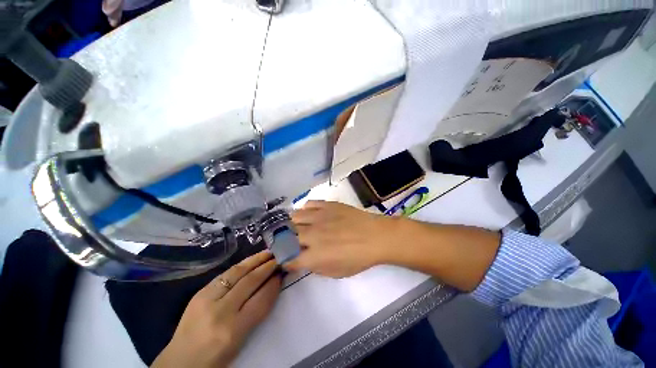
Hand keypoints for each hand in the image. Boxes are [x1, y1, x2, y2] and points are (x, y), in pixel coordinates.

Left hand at [151, 252, 281, 367]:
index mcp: (232, 331)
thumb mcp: (241, 341)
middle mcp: (220, 312)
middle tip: (279, 259)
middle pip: (250, 282)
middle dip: (267, 267)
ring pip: (237, 272)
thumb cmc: (216, 357)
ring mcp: (206, 299)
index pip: (261, 300)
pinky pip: (225, 274)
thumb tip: (272, 285)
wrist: (180, 362)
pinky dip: (241, 265)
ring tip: (268, 253)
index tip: (283, 273)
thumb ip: (257, 312)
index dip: (274, 284)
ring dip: (255, 260)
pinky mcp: (199, 292)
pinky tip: (250, 261)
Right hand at [286, 201, 406, 277]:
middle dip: (282, 239)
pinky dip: (305, 210)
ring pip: (294, 217)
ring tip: (296, 225)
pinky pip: (309, 204)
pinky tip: (309, 214)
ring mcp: (319, 217)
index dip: (284, 259)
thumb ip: (315, 267)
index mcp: (314, 255)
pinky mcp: (327, 205)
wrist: (375, 236)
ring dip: (291, 223)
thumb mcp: (336, 272)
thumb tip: (303, 260)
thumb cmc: (358, 258)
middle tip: (287, 240)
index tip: (286, 257)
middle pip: (286, 235)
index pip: (288, 258)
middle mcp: (312, 235)